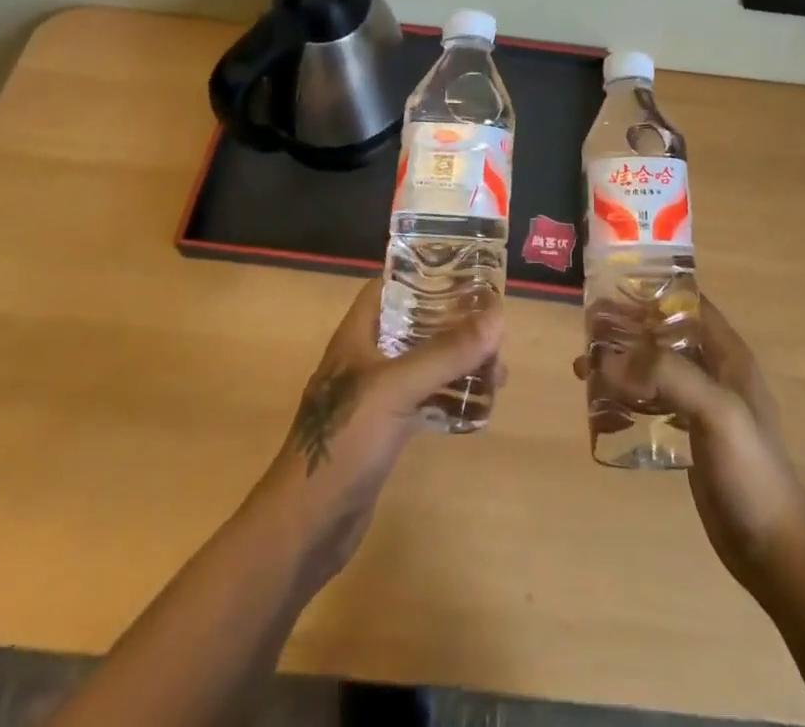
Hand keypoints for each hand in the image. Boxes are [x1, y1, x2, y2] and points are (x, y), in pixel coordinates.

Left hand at [257, 280, 502, 591]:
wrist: (305, 528)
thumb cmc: (344, 443)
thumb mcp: (396, 389)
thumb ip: (445, 353)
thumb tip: (498, 317)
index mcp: (358, 336)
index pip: (391, 287)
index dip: (426, 275)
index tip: (468, 275)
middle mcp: (365, 359)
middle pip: (415, 325)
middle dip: (455, 325)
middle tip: (496, 331)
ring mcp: (374, 397)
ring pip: (424, 364)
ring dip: (459, 362)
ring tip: (499, 371)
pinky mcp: (383, 431)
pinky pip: (424, 400)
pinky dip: (450, 396)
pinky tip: (480, 405)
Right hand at [576, 296, 804, 598]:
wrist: (773, 549)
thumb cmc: (751, 471)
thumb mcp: (716, 411)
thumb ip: (668, 376)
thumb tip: (610, 358)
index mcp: (729, 356)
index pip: (690, 305)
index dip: (655, 292)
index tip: (613, 288)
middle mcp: (716, 373)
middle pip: (666, 335)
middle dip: (629, 327)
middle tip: (587, 327)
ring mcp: (703, 407)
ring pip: (656, 369)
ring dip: (623, 362)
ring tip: (583, 365)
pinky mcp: (691, 438)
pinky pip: (653, 403)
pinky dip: (628, 396)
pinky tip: (602, 405)